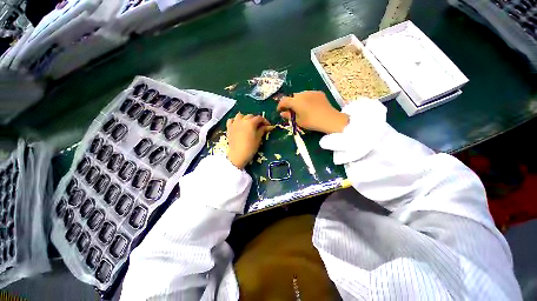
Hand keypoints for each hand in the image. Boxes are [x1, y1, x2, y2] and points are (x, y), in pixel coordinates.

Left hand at [226, 113, 272, 168]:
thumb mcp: (258, 138)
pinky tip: (238, 125)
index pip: (259, 118)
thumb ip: (263, 130)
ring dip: (246, 118)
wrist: (237, 155)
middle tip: (260, 127)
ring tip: (249, 124)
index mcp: (250, 122)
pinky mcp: (229, 128)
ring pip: (240, 116)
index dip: (265, 121)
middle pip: (251, 116)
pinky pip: (231, 120)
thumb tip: (270, 126)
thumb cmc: (250, 147)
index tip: (268, 126)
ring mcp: (234, 123)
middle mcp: (242, 120)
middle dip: (256, 120)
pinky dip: (235, 121)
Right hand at [277, 91, 348, 133]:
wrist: (330, 119)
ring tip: (300, 108)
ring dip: (298, 100)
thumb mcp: (298, 121)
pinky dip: (306, 99)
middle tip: (290, 111)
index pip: (283, 100)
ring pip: (300, 95)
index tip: (279, 110)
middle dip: (289, 103)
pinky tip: (309, 106)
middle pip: (292, 97)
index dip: (280, 105)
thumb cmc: (311, 122)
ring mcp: (311, 92)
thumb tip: (282, 113)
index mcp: (295, 101)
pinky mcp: (319, 93)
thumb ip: (289, 116)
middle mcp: (302, 94)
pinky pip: (309, 95)